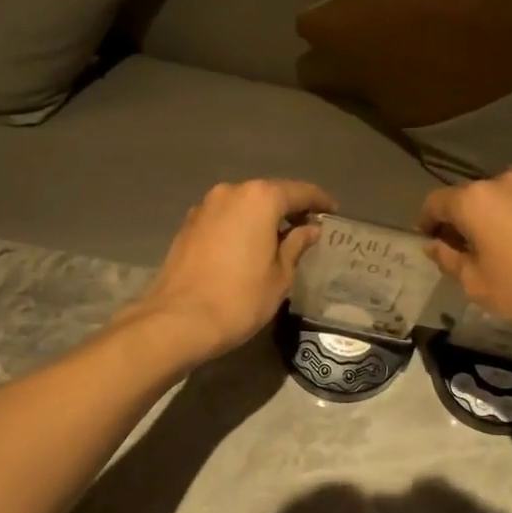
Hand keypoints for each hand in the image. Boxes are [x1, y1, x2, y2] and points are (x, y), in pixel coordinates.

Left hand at [131, 179, 337, 362]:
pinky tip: (248, 246)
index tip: (333, 211)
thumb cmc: (240, 298)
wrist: (178, 320)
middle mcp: (231, 192)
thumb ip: (296, 245)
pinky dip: (241, 226)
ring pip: (244, 205)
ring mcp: (205, 207)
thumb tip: (309, 229)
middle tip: (307, 227)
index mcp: (260, 198)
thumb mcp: (280, 275)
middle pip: (268, 194)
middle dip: (289, 208)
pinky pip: (225, 218)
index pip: (299, 192)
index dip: (319, 201)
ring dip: (262, 217)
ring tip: (279, 239)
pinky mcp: (188, 225)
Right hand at [419, 167, 511, 337]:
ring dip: (490, 212)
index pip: (435, 203)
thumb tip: (435, 244)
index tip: (429, 240)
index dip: (426, 221)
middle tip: (461, 249)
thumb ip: (448, 260)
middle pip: (467, 196)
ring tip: (496, 241)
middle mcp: (501, 180)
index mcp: (473, 200)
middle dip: (459, 219)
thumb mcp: (477, 285)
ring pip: (498, 194)